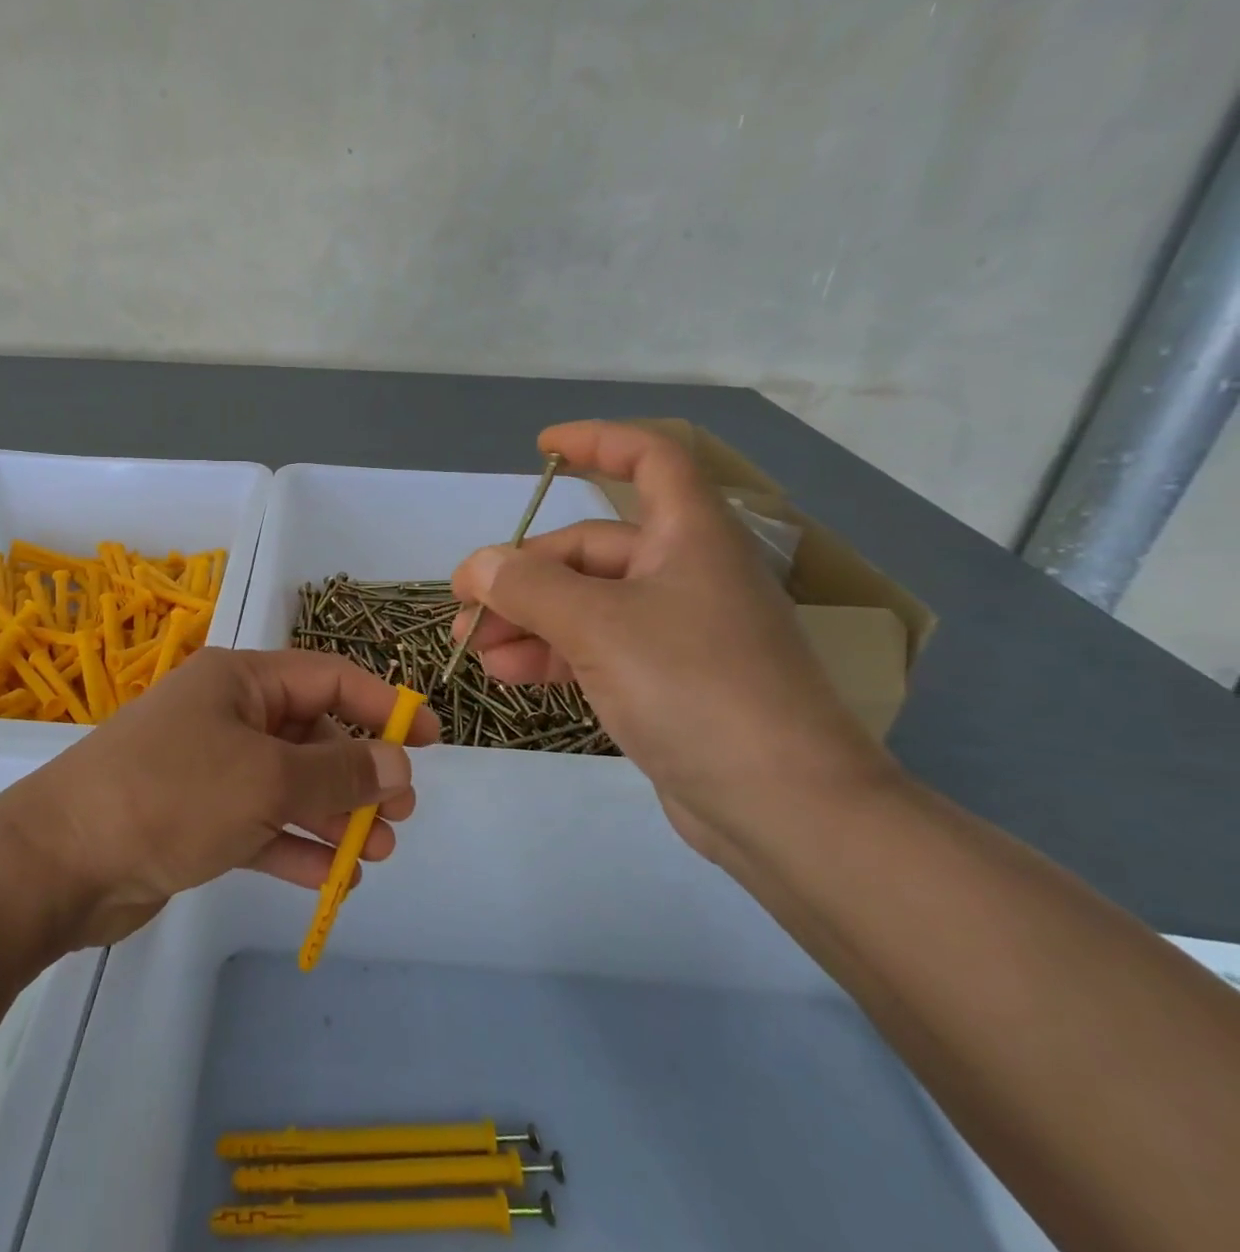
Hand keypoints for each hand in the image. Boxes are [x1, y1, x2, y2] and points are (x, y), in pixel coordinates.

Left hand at [0, 648, 438, 946]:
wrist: (60, 862)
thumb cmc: (172, 794)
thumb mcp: (266, 779)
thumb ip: (338, 772)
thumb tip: (397, 763)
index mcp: (241, 681)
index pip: (329, 678)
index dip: (383, 705)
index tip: (430, 739)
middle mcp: (228, 715)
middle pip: (312, 734)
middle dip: (359, 772)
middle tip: (401, 813)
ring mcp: (210, 768)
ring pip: (290, 784)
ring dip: (334, 816)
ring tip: (379, 853)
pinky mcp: (197, 818)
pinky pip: (261, 824)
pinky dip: (296, 846)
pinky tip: (333, 879)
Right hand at [450, 420, 887, 855]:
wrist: (784, 808)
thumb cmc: (695, 687)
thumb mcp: (598, 626)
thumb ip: (528, 587)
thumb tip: (476, 566)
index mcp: (689, 535)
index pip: (650, 459)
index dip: (597, 443)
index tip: (541, 448)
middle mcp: (684, 572)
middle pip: (591, 549)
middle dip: (523, 572)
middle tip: (466, 604)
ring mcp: (676, 630)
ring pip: (585, 603)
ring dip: (526, 618)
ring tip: (472, 645)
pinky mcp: (665, 681)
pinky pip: (595, 648)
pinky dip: (550, 653)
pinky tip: (506, 672)